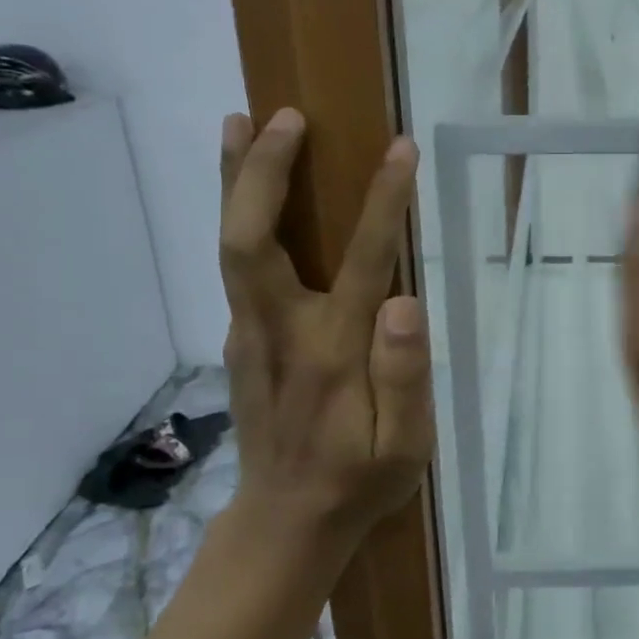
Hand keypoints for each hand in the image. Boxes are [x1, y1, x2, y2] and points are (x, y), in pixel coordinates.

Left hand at [217, 109, 433, 545]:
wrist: (285, 522)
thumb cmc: (358, 482)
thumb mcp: (405, 446)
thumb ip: (406, 376)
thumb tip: (404, 302)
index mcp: (331, 354)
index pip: (362, 262)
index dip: (382, 202)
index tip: (401, 150)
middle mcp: (279, 332)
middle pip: (250, 239)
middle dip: (262, 172)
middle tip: (283, 116)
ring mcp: (249, 334)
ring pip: (231, 246)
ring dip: (236, 181)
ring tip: (241, 122)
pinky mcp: (239, 340)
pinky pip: (236, 265)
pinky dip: (241, 215)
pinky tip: (251, 190)